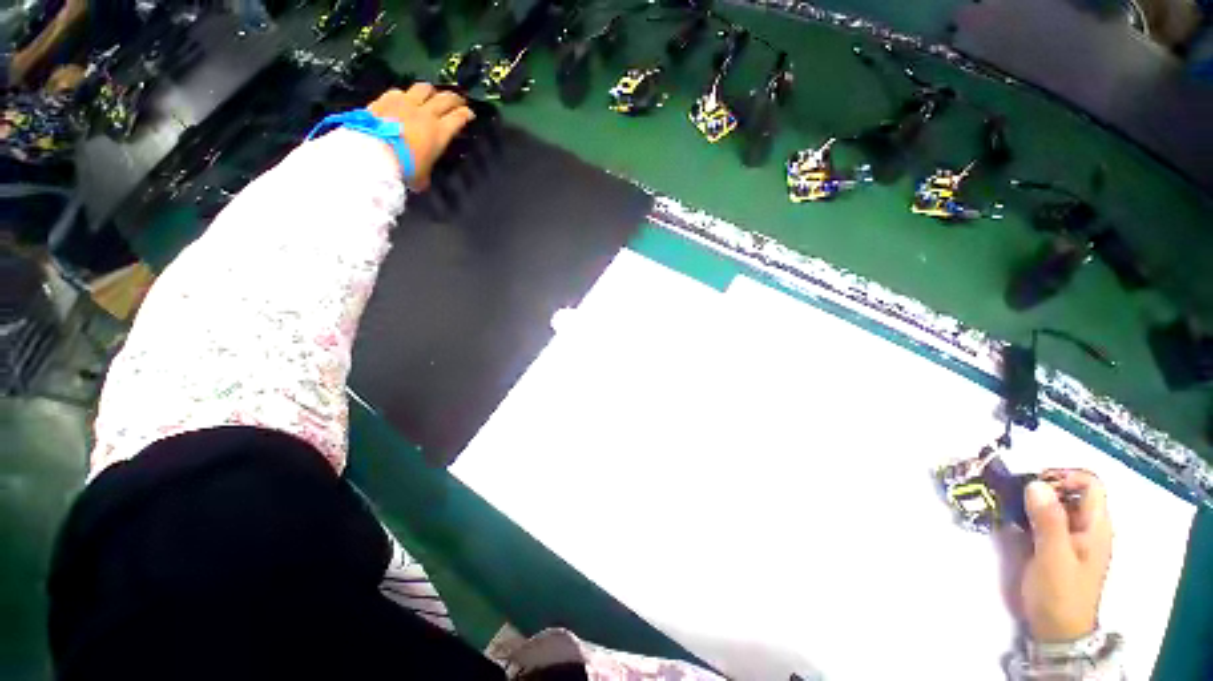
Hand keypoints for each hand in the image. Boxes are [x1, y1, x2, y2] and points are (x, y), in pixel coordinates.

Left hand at [366, 84, 474, 190]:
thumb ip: (426, 171)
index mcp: (439, 133)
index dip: (466, 114)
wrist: (374, 155)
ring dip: (431, 91)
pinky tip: (404, 99)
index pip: (459, 118)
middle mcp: (425, 114)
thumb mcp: (422, 177)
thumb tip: (423, 177)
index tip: (470, 114)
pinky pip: (400, 92)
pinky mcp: (385, 100)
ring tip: (432, 94)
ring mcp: (405, 104)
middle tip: (459, 100)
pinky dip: (405, 95)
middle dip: (455, 99)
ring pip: (424, 88)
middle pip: (445, 98)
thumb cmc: (404, 170)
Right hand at [1016, 469, 1113, 641]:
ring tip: (1007, 504)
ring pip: (1056, 504)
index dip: (1064, 476)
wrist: (1057, 630)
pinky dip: (1029, 514)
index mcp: (1095, 526)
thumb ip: (1048, 520)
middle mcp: (1088, 526)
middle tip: (1014, 494)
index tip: (1034, 484)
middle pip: (1072, 491)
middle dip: (1043, 486)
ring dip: (1032, 500)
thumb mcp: (1053, 556)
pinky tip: (1012, 520)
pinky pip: (1046, 519)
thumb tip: (1035, 483)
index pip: (1090, 484)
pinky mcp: (1057, 545)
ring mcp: (1073, 537)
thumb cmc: (1060, 593)